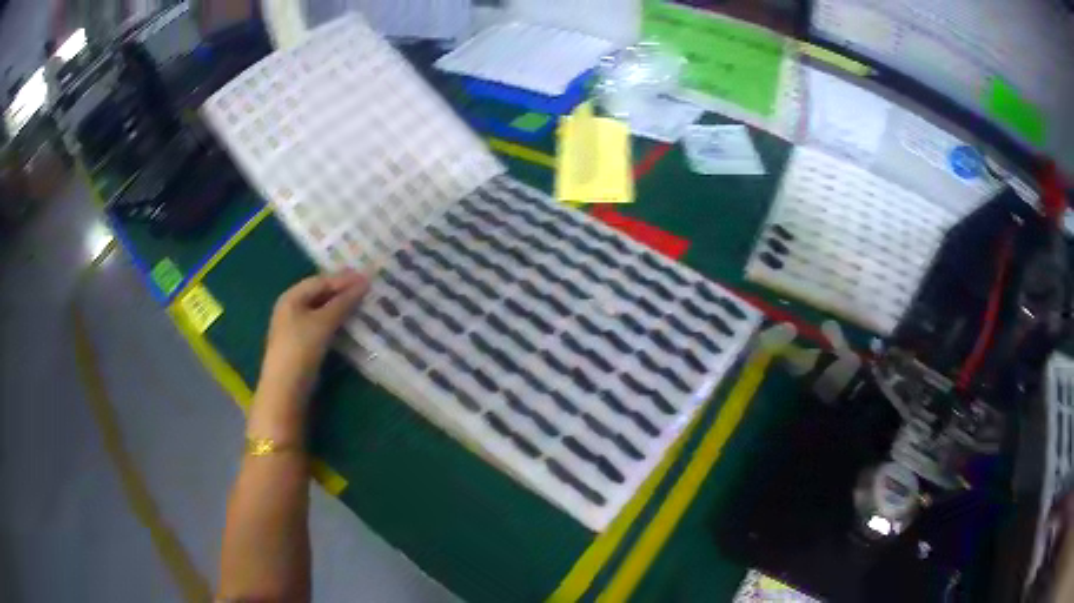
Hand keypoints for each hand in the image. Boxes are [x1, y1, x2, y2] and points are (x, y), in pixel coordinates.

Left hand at [251, 272, 368, 437]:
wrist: (286, 390)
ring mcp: (295, 328)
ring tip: (363, 306)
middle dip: (342, 292)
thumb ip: (343, 302)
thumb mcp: (323, 322)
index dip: (343, 279)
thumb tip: (365, 282)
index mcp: (291, 297)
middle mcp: (291, 309)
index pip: (320, 281)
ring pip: (322, 311)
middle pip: (320, 295)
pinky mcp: (302, 346)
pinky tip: (350, 326)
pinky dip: (336, 323)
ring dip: (341, 308)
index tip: (368, 278)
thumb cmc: (300, 349)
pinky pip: (322, 327)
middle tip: (368, 290)